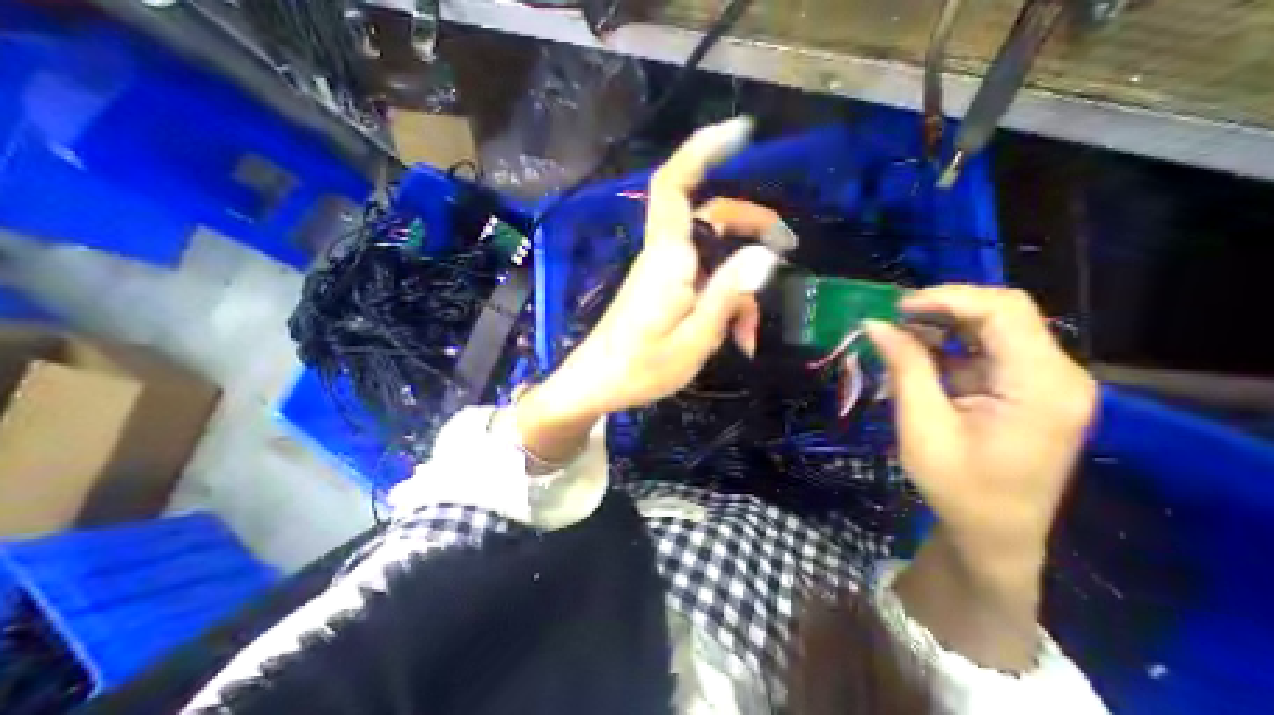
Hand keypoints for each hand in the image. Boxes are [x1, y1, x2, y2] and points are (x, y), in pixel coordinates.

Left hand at [511, 114, 782, 461]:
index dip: (702, 151)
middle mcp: (664, 257)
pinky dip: (722, 302)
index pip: (674, 186)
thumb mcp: (694, 339)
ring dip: (738, 285)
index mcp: (667, 260)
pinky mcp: (662, 291)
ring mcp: (662, 274)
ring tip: (750, 332)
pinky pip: (701, 281)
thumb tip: (765, 255)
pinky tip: (733, 336)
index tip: (742, 133)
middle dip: (752, 225)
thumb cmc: (639, 369)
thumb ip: (727, 295)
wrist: (595, 386)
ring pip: (711, 257)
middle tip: (787, 250)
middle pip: (710, 217)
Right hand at [872, 286, 1101, 575]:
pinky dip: (944, 349)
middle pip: (1000, 314)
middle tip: (890, 319)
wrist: (993, 533)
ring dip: (939, 329)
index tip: (896, 308)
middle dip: (940, 309)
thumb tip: (876, 324)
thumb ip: (905, 369)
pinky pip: (983, 352)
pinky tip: (913, 361)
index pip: (1004, 311)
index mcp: (1041, 385)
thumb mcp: (922, 426)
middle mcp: (1055, 375)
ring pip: (989, 330)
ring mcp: (1042, 382)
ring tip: (894, 340)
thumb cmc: (958, 487)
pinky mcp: (1024, 390)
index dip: (947, 298)